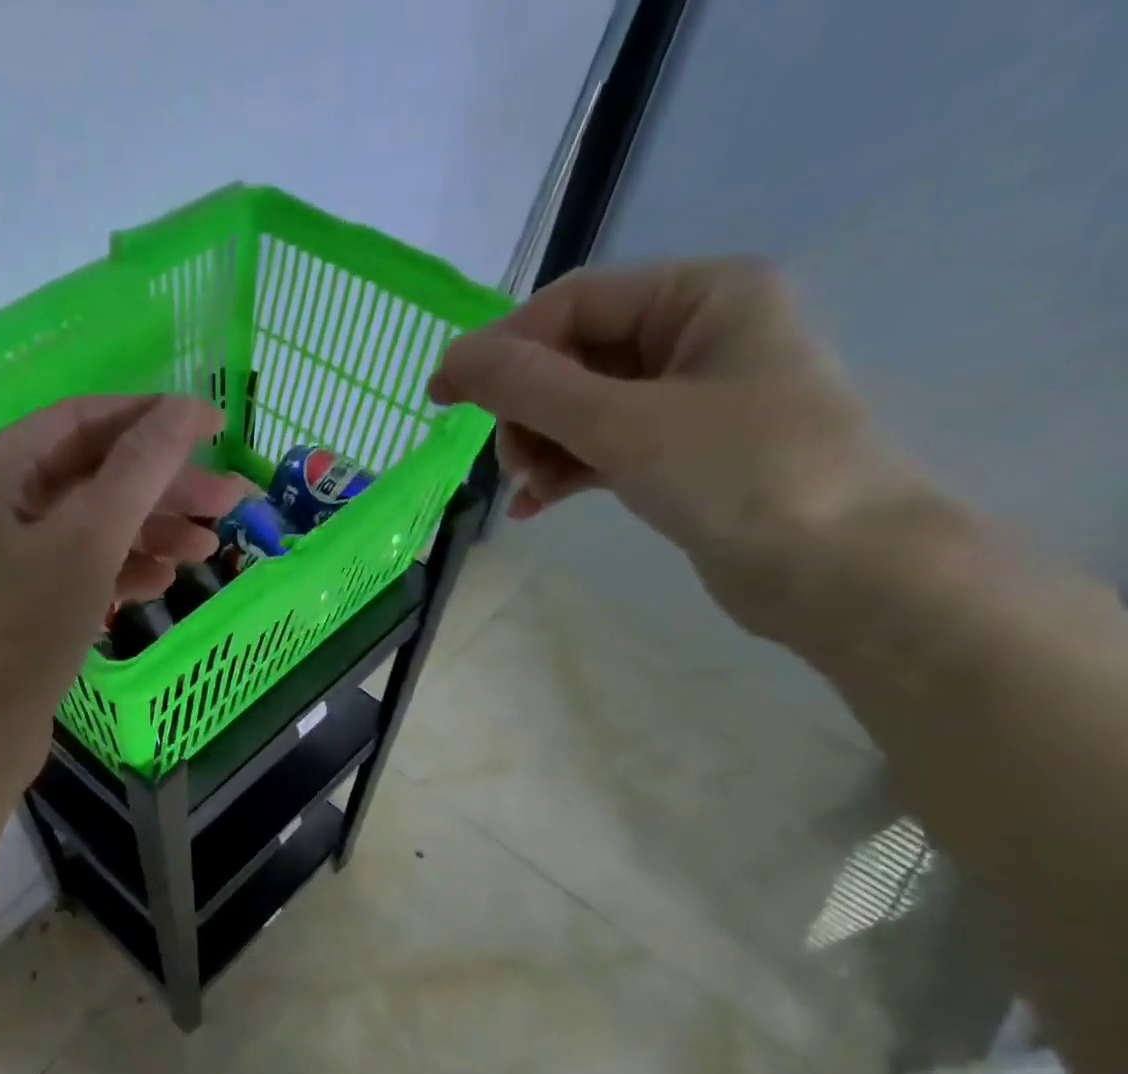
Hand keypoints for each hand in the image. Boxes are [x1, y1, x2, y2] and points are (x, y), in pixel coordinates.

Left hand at [0, 395, 242, 792]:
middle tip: (230, 499)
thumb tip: (185, 409)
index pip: (83, 419)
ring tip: (208, 547)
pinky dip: (121, 567)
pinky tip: (163, 580)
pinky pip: (79, 565)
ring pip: (91, 524)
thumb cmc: (24, 631)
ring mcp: (4, 552)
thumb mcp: (89, 542)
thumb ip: (139, 469)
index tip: (216, 426)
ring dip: (150, 531)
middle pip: (92, 474)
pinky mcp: (20, 598)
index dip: (153, 418)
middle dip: (162, 487)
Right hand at [429, 257, 929, 634]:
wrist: (837, 569)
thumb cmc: (740, 474)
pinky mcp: (680, 452)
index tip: (444, 397)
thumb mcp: (623, 424)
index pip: (574, 303)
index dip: (503, 347)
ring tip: (528, 491)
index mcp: (702, 295)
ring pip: (581, 407)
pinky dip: (564, 472)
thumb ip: (531, 388)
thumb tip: (451, 360)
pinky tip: (534, 505)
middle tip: (509, 462)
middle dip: (528, 410)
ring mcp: (689, 397)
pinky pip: (601, 446)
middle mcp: (697, 333)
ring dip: (541, 446)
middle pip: (573, 356)